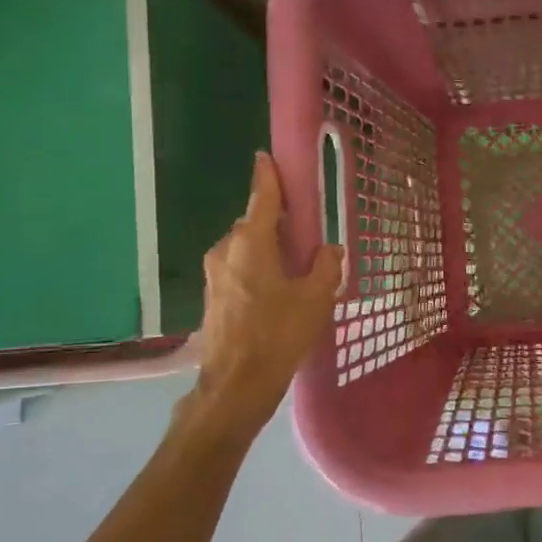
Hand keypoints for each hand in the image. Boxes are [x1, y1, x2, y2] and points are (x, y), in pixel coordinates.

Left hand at [187, 152, 343, 436]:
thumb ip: (326, 266)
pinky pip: (239, 268)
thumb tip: (328, 250)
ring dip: (268, 249)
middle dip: (277, 223)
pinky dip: (258, 269)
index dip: (267, 176)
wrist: (236, 385)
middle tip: (305, 233)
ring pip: (246, 248)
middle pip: (255, 224)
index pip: (262, 198)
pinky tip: (278, 290)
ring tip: (295, 267)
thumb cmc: (279, 334)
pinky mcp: (213, 296)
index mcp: (251, 242)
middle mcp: (227, 250)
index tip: (266, 156)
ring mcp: (215, 274)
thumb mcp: (316, 298)